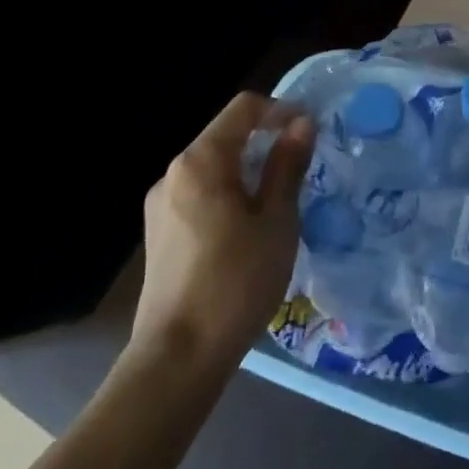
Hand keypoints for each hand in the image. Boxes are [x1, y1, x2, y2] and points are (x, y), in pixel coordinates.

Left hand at [126, 92, 313, 373]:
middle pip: (225, 136)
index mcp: (200, 161)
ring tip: (279, 201)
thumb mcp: (276, 220)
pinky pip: (200, 196)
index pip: (244, 108)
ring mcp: (160, 206)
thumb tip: (301, 123)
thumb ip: (287, 165)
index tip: (310, 132)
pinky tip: (248, 231)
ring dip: (248, 171)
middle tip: (301, 168)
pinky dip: (228, 196)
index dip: (281, 110)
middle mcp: (173, 174)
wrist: (177, 359)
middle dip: (265, 142)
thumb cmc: (236, 281)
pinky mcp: (158, 236)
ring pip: (213, 169)